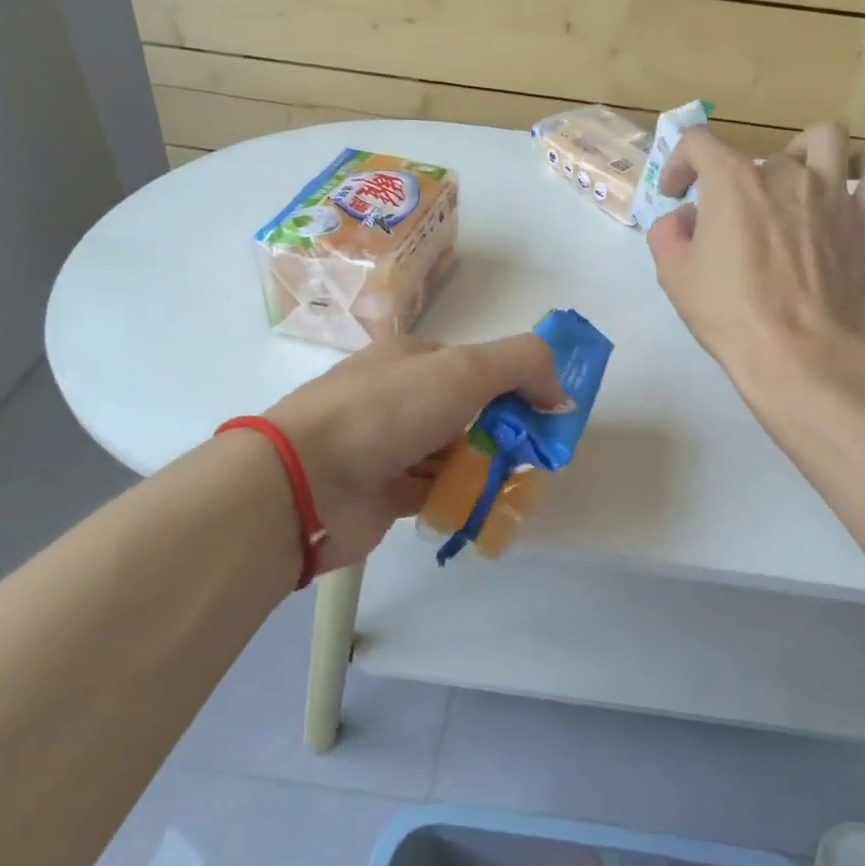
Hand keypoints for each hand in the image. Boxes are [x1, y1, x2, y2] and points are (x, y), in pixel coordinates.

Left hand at [265, 334, 567, 570]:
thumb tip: (559, 393)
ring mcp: (389, 446)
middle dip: (505, 430)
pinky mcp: (385, 492)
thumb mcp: (463, 369)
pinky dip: (461, 497)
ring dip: (486, 467)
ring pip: (454, 453)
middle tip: (536, 456)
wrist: (305, 482)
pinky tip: (485, 507)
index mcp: (412, 358)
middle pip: (468, 411)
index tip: (547, 413)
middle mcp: (399, 397)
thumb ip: (522, 365)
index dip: (516, 384)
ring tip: (518, 485)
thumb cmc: (387, 412)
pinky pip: (435, 491)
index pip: (476, 364)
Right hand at [647, 122, 864, 386]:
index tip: (676, 194)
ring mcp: (832, 192)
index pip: (698, 142)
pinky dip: (862, 170)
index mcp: (732, 181)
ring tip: (795, 178)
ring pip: (826, 138)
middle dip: (738, 183)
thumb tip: (684, 219)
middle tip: (732, 220)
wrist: (796, 350)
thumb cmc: (729, 312)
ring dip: (805, 150)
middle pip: (757, 156)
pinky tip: (847, 188)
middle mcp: (785, 173)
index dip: (679, 162)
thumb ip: (667, 234)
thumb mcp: (674, 275)